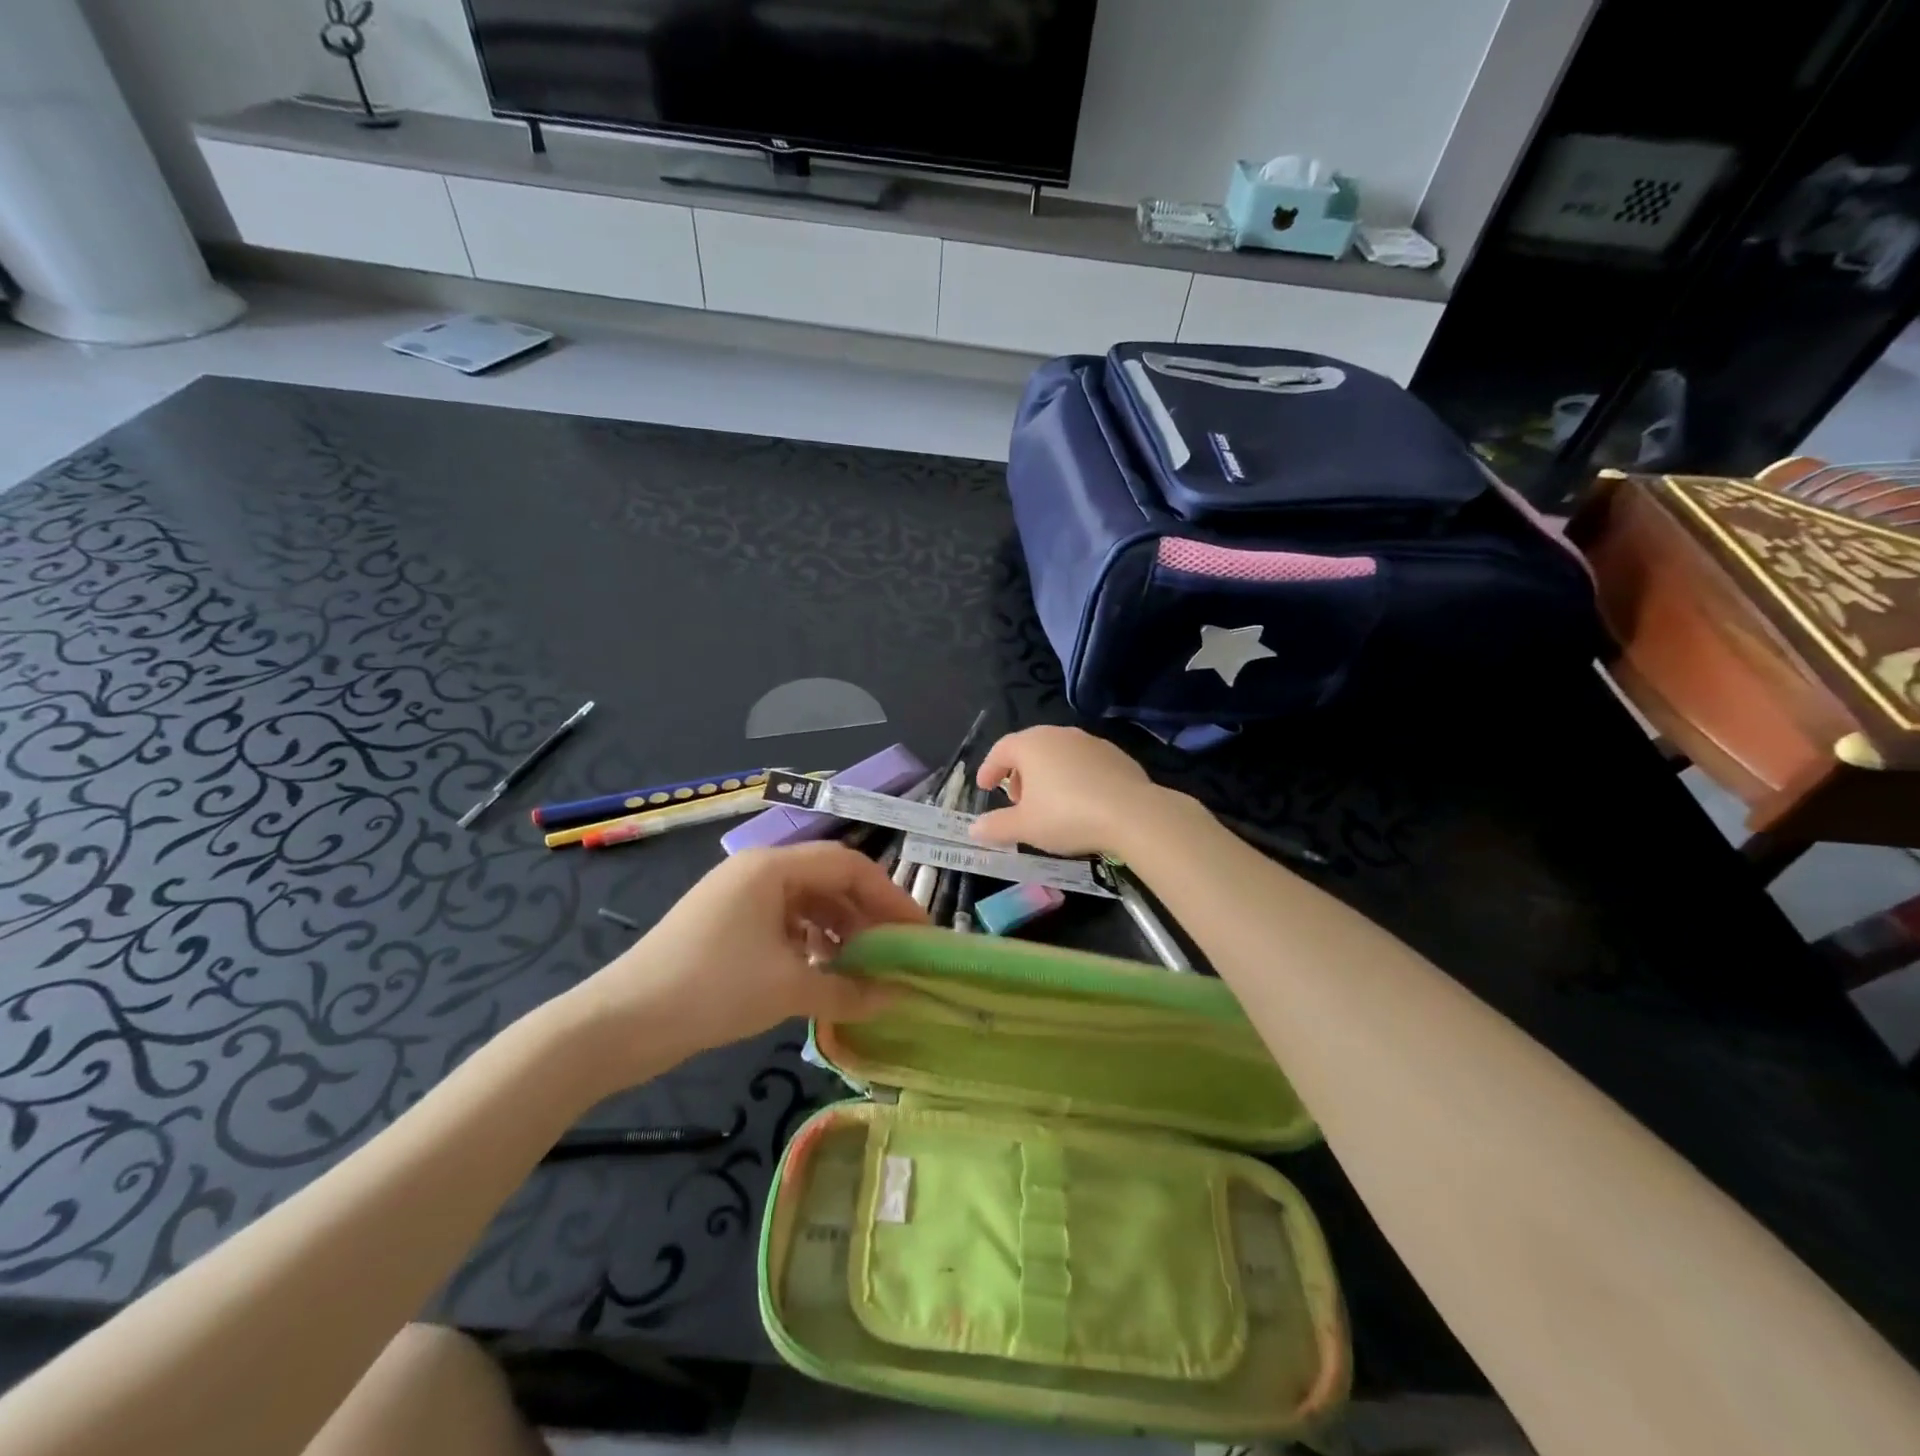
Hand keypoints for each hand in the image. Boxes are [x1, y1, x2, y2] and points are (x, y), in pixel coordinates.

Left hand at [570, 843, 925, 1082]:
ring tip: (865, 969)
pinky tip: (823, 974)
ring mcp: (738, 897)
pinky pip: (783, 924)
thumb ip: (850, 989)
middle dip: (867, 916)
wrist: (619, 1023)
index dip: (890, 896)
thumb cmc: (711, 990)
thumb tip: (897, 995)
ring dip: (840, 932)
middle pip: (829, 881)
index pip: (849, 866)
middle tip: (897, 953)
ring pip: (807, 904)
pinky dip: (810, 944)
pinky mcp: (726, 925)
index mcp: (773, 867)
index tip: (918, 933)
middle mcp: (758, 871)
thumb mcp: (788, 988)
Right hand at [969, 726, 1170, 856]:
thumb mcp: (1025, 827)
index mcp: (1031, 745)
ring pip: (1058, 754)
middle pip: (1030, 749)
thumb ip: (996, 826)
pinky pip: (1084, 763)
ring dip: (1046, 775)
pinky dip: (1073, 778)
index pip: (1000, 750)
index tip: (985, 788)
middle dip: (1019, 774)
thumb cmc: (1067, 816)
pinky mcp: (1116, 755)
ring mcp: (1090, 742)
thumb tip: (974, 829)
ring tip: (1048, 804)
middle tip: (1017, 801)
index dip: (989, 769)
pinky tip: (1080, 802)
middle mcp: (1059, 734)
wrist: (1133, 814)